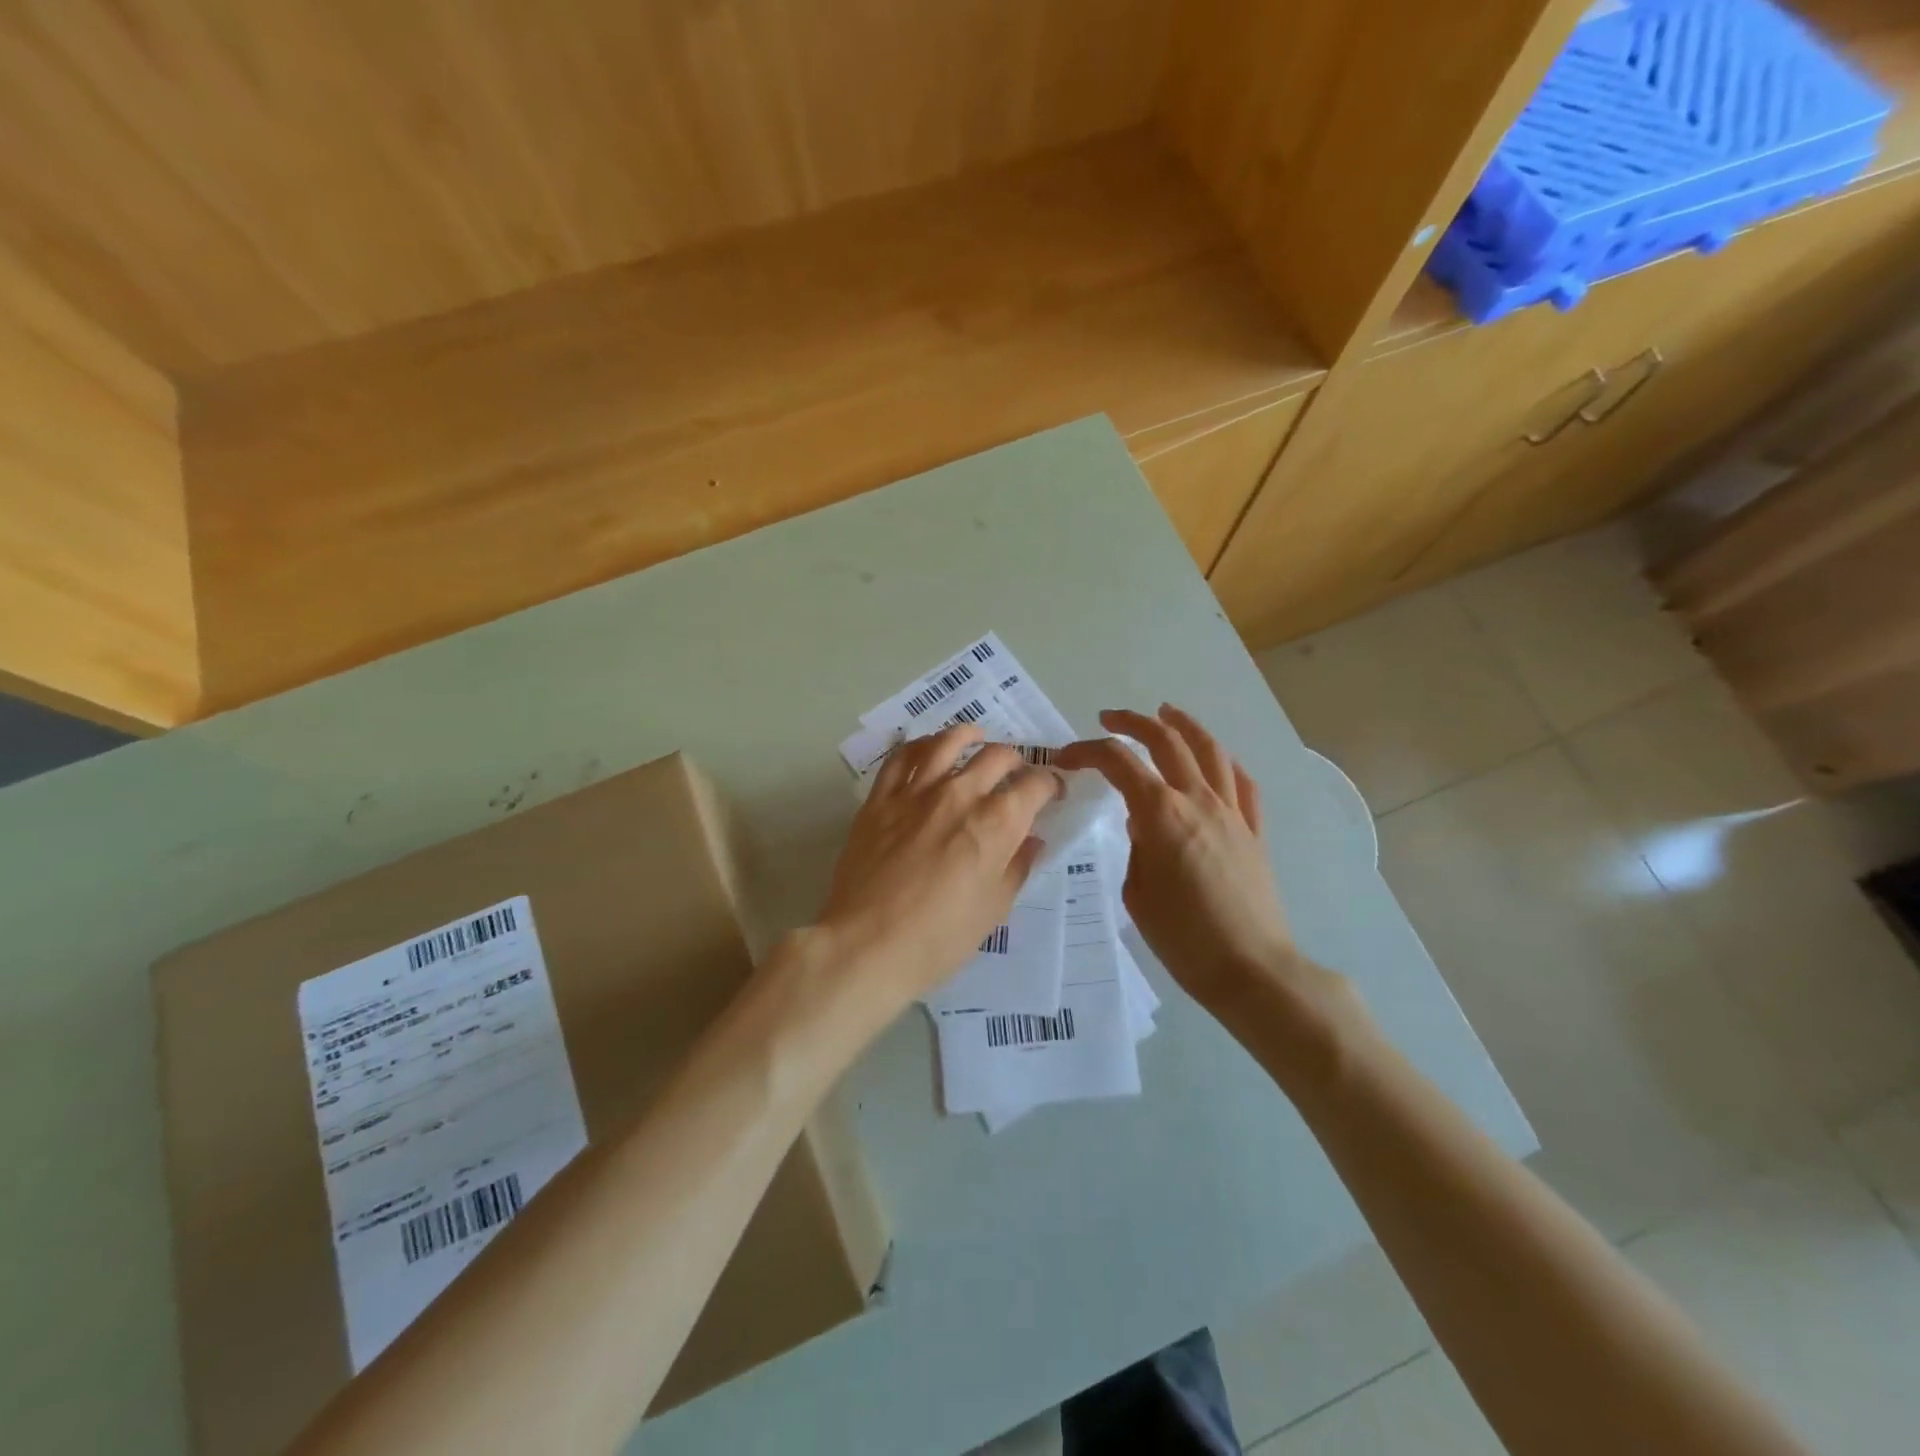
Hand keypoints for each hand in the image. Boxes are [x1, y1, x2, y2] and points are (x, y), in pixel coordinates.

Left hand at [818, 724, 1060, 1009]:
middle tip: (1015, 775)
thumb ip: (1016, 866)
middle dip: (1016, 761)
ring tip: (975, 738)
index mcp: (997, 822)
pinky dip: (919, 745)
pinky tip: (926, 749)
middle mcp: (960, 794)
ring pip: (947, 742)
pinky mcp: (880, 799)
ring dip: (969, 736)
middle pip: (997, 756)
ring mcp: (916, 792)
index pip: (1035, 785)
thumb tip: (1031, 839)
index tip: (1051, 793)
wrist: (867, 945)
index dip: (1050, 785)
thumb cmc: (939, 938)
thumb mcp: (994, 909)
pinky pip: (900, 757)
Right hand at [1057, 705, 1300, 1015]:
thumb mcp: (1137, 891)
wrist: (1250, 968)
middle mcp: (1198, 800)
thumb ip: (1136, 846)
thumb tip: (1142, 821)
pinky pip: (1241, 783)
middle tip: (1109, 719)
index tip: (1066, 757)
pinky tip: (1214, 759)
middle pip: (1166, 741)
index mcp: (1161, 814)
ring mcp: (1232, 812)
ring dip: (1184, 725)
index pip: (1118, 762)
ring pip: (1210, 751)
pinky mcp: (1254, 831)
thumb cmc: (1183, 937)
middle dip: (1133, 723)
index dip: (1087, 751)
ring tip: (1167, 712)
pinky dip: (1223, 761)